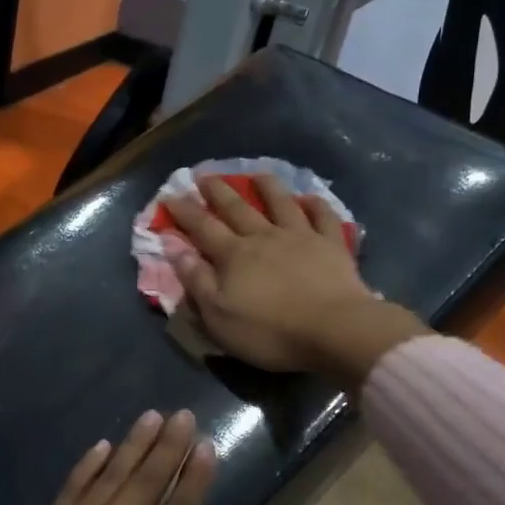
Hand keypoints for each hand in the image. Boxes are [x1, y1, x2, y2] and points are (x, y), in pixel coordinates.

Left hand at [0, 411, 231, 504]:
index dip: (194, 477)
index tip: (206, 445)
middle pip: (143, 483)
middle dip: (166, 447)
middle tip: (183, 415)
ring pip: (107, 478)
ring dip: (131, 445)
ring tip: (152, 416)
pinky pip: (69, 490)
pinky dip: (87, 466)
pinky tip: (102, 446)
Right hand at [165, 174, 428, 390]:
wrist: (334, 330)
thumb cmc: (269, 331)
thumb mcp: (218, 314)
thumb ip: (195, 279)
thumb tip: (172, 244)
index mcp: (234, 255)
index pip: (202, 227)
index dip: (184, 212)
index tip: (169, 196)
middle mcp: (264, 237)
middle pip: (237, 208)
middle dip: (218, 191)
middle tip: (205, 175)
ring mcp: (301, 237)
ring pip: (281, 204)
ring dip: (267, 187)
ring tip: (257, 173)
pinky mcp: (332, 246)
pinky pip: (323, 218)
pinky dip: (316, 205)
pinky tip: (311, 198)